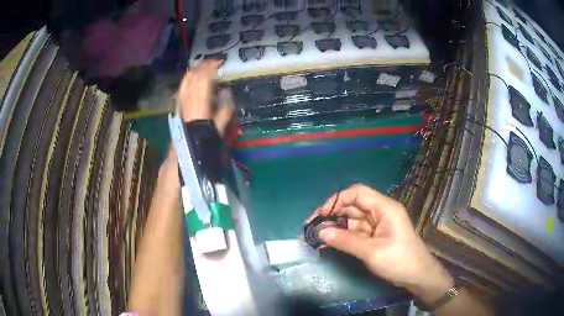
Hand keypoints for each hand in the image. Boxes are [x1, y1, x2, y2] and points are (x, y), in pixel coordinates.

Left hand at [177, 60, 233, 134]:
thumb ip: (225, 108)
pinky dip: (187, 81)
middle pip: (192, 76)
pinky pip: (181, 89)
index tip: (218, 62)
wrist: (186, 153)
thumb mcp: (220, 126)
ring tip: (200, 68)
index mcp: (200, 101)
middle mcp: (188, 98)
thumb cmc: (205, 140)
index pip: (204, 78)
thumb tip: (226, 92)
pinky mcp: (178, 107)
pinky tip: (190, 82)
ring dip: (193, 72)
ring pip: (185, 81)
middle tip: (210, 63)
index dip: (210, 68)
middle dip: (201, 67)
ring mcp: (181, 102)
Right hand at [314, 184, 452, 299]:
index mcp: (384, 208)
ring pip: (352, 220)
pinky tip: (328, 242)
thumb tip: (320, 232)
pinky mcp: (375, 236)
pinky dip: (342, 237)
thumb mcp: (372, 252)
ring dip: (335, 227)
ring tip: (316, 236)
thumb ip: (346, 241)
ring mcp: (377, 225)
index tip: (321, 214)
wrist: (417, 276)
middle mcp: (380, 212)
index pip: (358, 193)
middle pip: (353, 206)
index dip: (338, 200)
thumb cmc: (399, 260)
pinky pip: (355, 232)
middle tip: (313, 226)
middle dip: (333, 214)